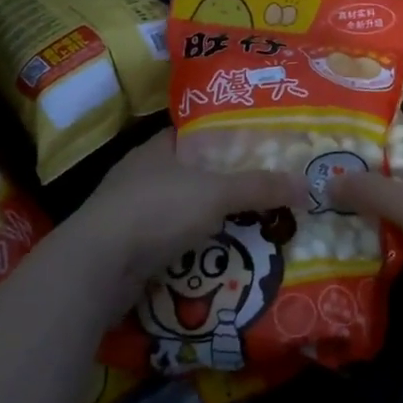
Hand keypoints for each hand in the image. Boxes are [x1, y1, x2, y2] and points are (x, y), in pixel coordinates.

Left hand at [64, 129, 304, 312]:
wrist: (96, 267)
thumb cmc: (156, 211)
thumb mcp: (215, 193)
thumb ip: (259, 187)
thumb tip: (307, 183)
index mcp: (158, 147)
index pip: (198, 135)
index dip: (228, 140)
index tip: (260, 151)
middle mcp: (141, 174)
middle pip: (192, 175)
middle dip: (224, 188)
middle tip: (264, 196)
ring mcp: (129, 212)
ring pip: (180, 212)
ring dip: (208, 224)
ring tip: (249, 230)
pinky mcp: (125, 249)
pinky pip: (168, 244)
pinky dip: (190, 252)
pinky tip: (216, 262)